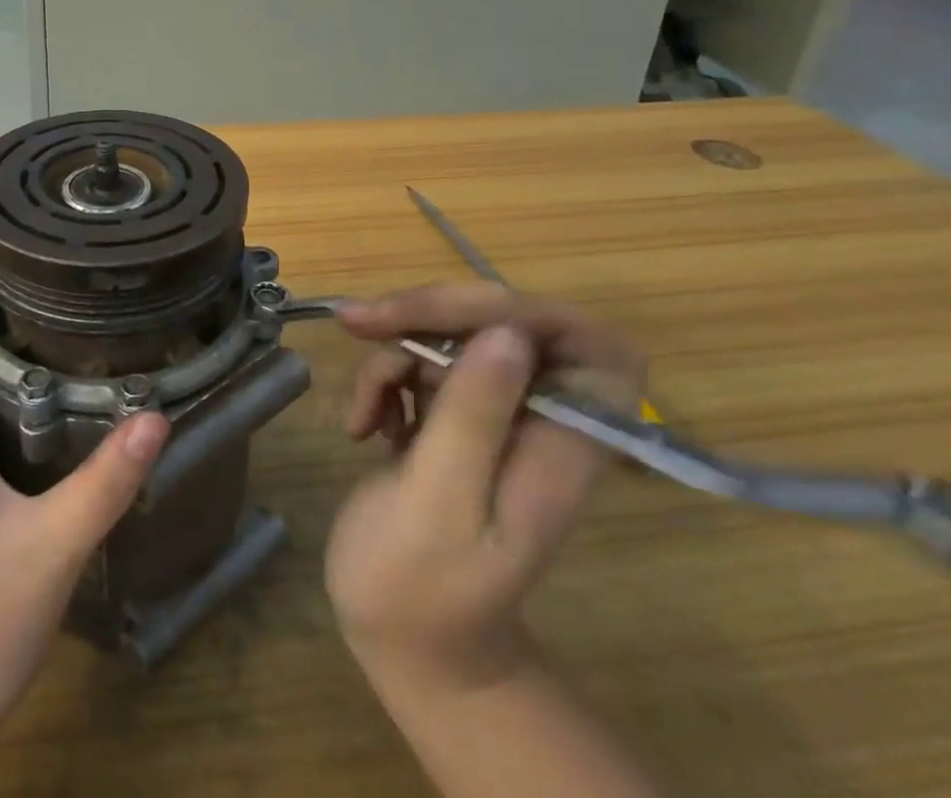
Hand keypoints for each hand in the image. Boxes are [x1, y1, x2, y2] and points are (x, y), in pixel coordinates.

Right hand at [324, 285, 645, 689]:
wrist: (400, 637)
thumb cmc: (420, 586)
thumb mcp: (440, 503)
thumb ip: (474, 418)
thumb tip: (506, 332)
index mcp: (562, 443)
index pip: (589, 346)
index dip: (530, 313)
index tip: (453, 317)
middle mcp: (538, 417)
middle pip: (505, 320)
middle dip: (430, 314)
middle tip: (362, 322)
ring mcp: (495, 413)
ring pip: (452, 333)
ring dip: (393, 353)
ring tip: (361, 413)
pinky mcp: (453, 413)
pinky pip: (421, 358)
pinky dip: (382, 377)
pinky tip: (362, 424)